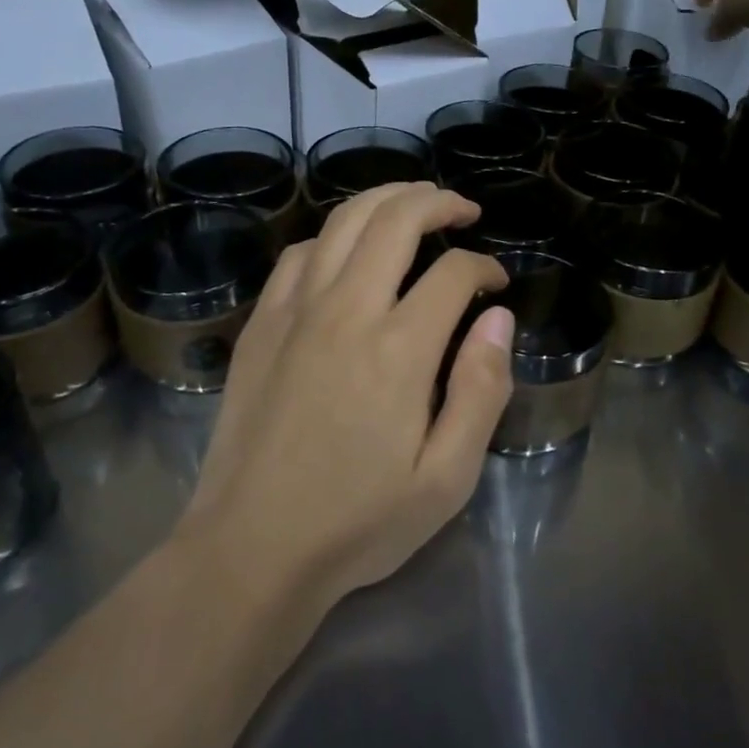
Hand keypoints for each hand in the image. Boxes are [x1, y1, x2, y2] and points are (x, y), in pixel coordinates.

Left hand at [180, 182, 514, 615]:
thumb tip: (497, 318)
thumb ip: (482, 391)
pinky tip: (346, 248)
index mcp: (399, 349)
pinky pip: (299, 253)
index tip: (497, 284)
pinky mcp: (261, 324)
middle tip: (464, 210)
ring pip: (343, 222)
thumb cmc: (357, 522)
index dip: (484, 268)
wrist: (251, 547)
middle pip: (395, 220)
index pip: (453, 273)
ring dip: (385, 200)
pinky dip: (332, 235)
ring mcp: (295, 311)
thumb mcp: (446, 478)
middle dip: (438, 202)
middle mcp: (346, 311)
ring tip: (414, 203)